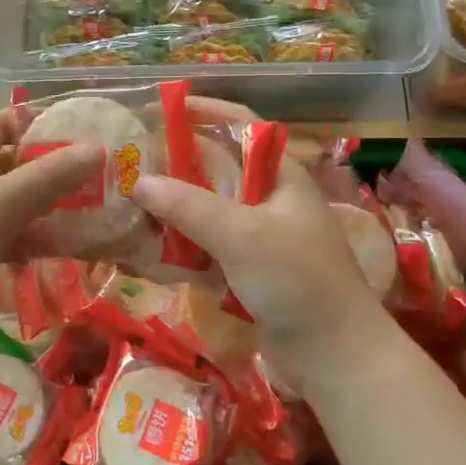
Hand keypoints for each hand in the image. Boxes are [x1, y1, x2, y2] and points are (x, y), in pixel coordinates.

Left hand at [0, 109, 101, 372]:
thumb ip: (48, 178)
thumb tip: (98, 149)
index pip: (3, 122)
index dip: (42, 124)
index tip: (84, 137)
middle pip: (12, 164)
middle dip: (53, 171)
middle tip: (99, 181)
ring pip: (12, 204)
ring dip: (47, 209)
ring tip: (90, 218)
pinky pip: (5, 237)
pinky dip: (30, 241)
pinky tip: (58, 253)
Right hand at [132, 101, 388, 383]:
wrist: (336, 356)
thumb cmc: (298, 281)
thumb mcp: (242, 236)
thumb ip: (189, 206)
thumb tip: (139, 182)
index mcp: (279, 174)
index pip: (239, 122)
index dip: (201, 109)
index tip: (157, 108)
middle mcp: (269, 197)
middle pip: (216, 166)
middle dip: (174, 163)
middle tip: (129, 164)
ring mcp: (259, 235)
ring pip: (208, 208)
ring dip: (173, 207)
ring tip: (129, 205)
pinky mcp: (249, 268)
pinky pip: (208, 244)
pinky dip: (182, 243)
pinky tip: (150, 249)